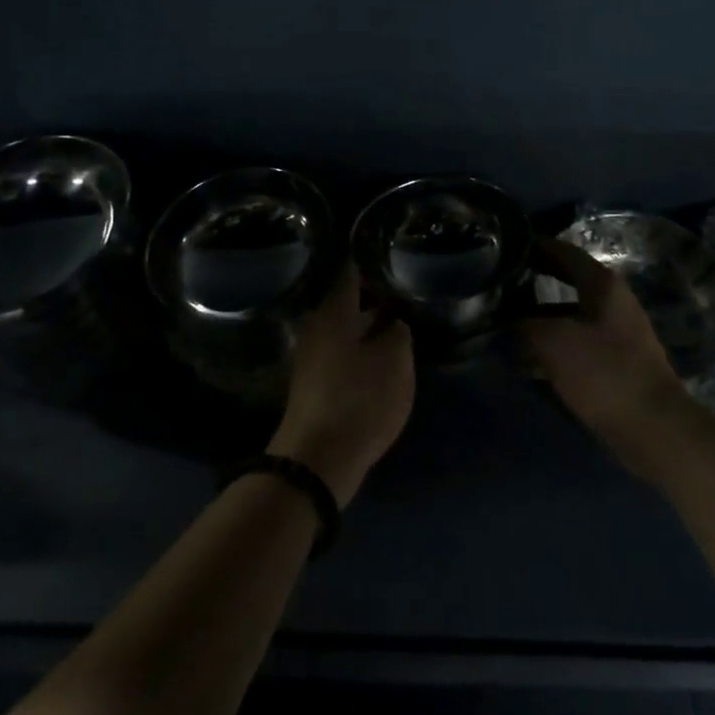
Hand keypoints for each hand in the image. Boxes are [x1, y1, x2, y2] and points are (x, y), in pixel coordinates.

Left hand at [269, 263, 414, 506]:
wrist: (318, 459)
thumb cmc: (359, 399)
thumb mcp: (395, 361)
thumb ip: (399, 334)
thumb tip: (394, 322)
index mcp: (334, 313)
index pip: (351, 274)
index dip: (369, 263)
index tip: (387, 254)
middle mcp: (318, 328)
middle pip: (347, 305)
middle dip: (373, 299)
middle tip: (402, 294)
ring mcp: (312, 358)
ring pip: (345, 332)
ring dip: (368, 328)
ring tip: (397, 326)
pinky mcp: (314, 386)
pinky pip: (341, 356)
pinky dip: (360, 352)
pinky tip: (380, 360)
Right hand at [518, 239, 695, 479]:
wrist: (653, 428)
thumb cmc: (604, 372)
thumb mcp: (553, 341)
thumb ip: (525, 324)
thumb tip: (507, 321)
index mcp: (603, 286)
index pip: (565, 253)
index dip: (536, 247)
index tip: (507, 247)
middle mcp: (611, 303)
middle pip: (565, 285)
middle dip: (531, 287)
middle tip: (497, 287)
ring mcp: (614, 335)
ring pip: (566, 318)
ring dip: (536, 322)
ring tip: (499, 328)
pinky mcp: (612, 365)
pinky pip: (573, 346)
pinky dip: (549, 349)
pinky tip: (523, 362)